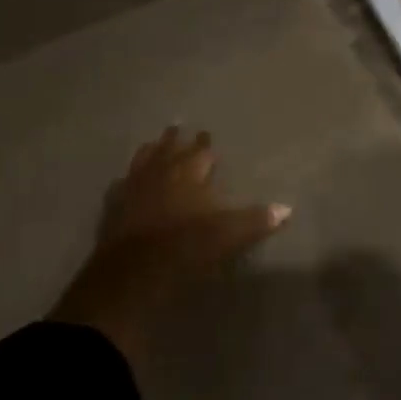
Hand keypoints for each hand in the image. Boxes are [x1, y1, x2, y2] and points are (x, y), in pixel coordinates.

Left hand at [50, 128, 289, 369]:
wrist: (132, 273)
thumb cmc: (185, 248)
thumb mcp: (228, 235)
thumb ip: (256, 220)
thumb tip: (287, 208)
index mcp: (189, 174)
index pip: (200, 153)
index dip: (204, 145)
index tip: (206, 133)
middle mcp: (161, 174)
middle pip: (169, 150)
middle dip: (175, 139)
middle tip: (177, 126)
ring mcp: (133, 189)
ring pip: (142, 162)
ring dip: (149, 152)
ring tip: (151, 142)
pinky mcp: (113, 210)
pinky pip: (119, 187)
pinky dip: (125, 181)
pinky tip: (122, 181)